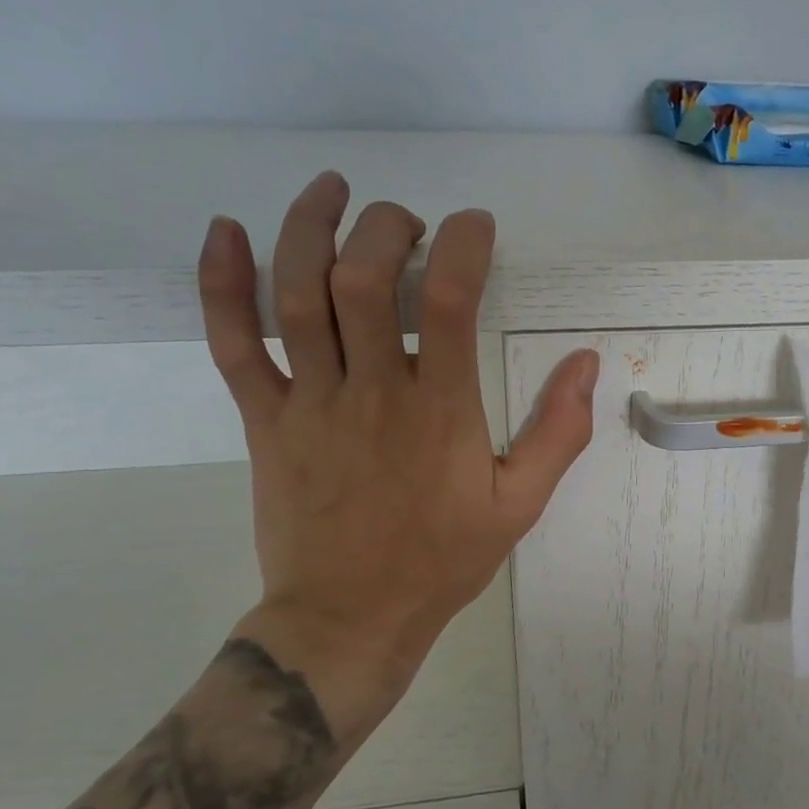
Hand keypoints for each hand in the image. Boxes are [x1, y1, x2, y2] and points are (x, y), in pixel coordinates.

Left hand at [197, 172, 598, 743]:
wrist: (349, 619)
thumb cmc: (440, 561)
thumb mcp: (520, 506)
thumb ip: (558, 432)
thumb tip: (587, 361)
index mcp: (439, 411)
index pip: (446, 299)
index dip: (462, 244)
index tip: (476, 227)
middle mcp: (371, 392)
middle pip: (361, 278)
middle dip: (385, 227)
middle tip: (409, 223)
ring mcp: (309, 403)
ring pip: (297, 296)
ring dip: (309, 228)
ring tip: (330, 189)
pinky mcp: (265, 420)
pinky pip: (233, 345)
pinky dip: (221, 285)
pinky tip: (224, 233)